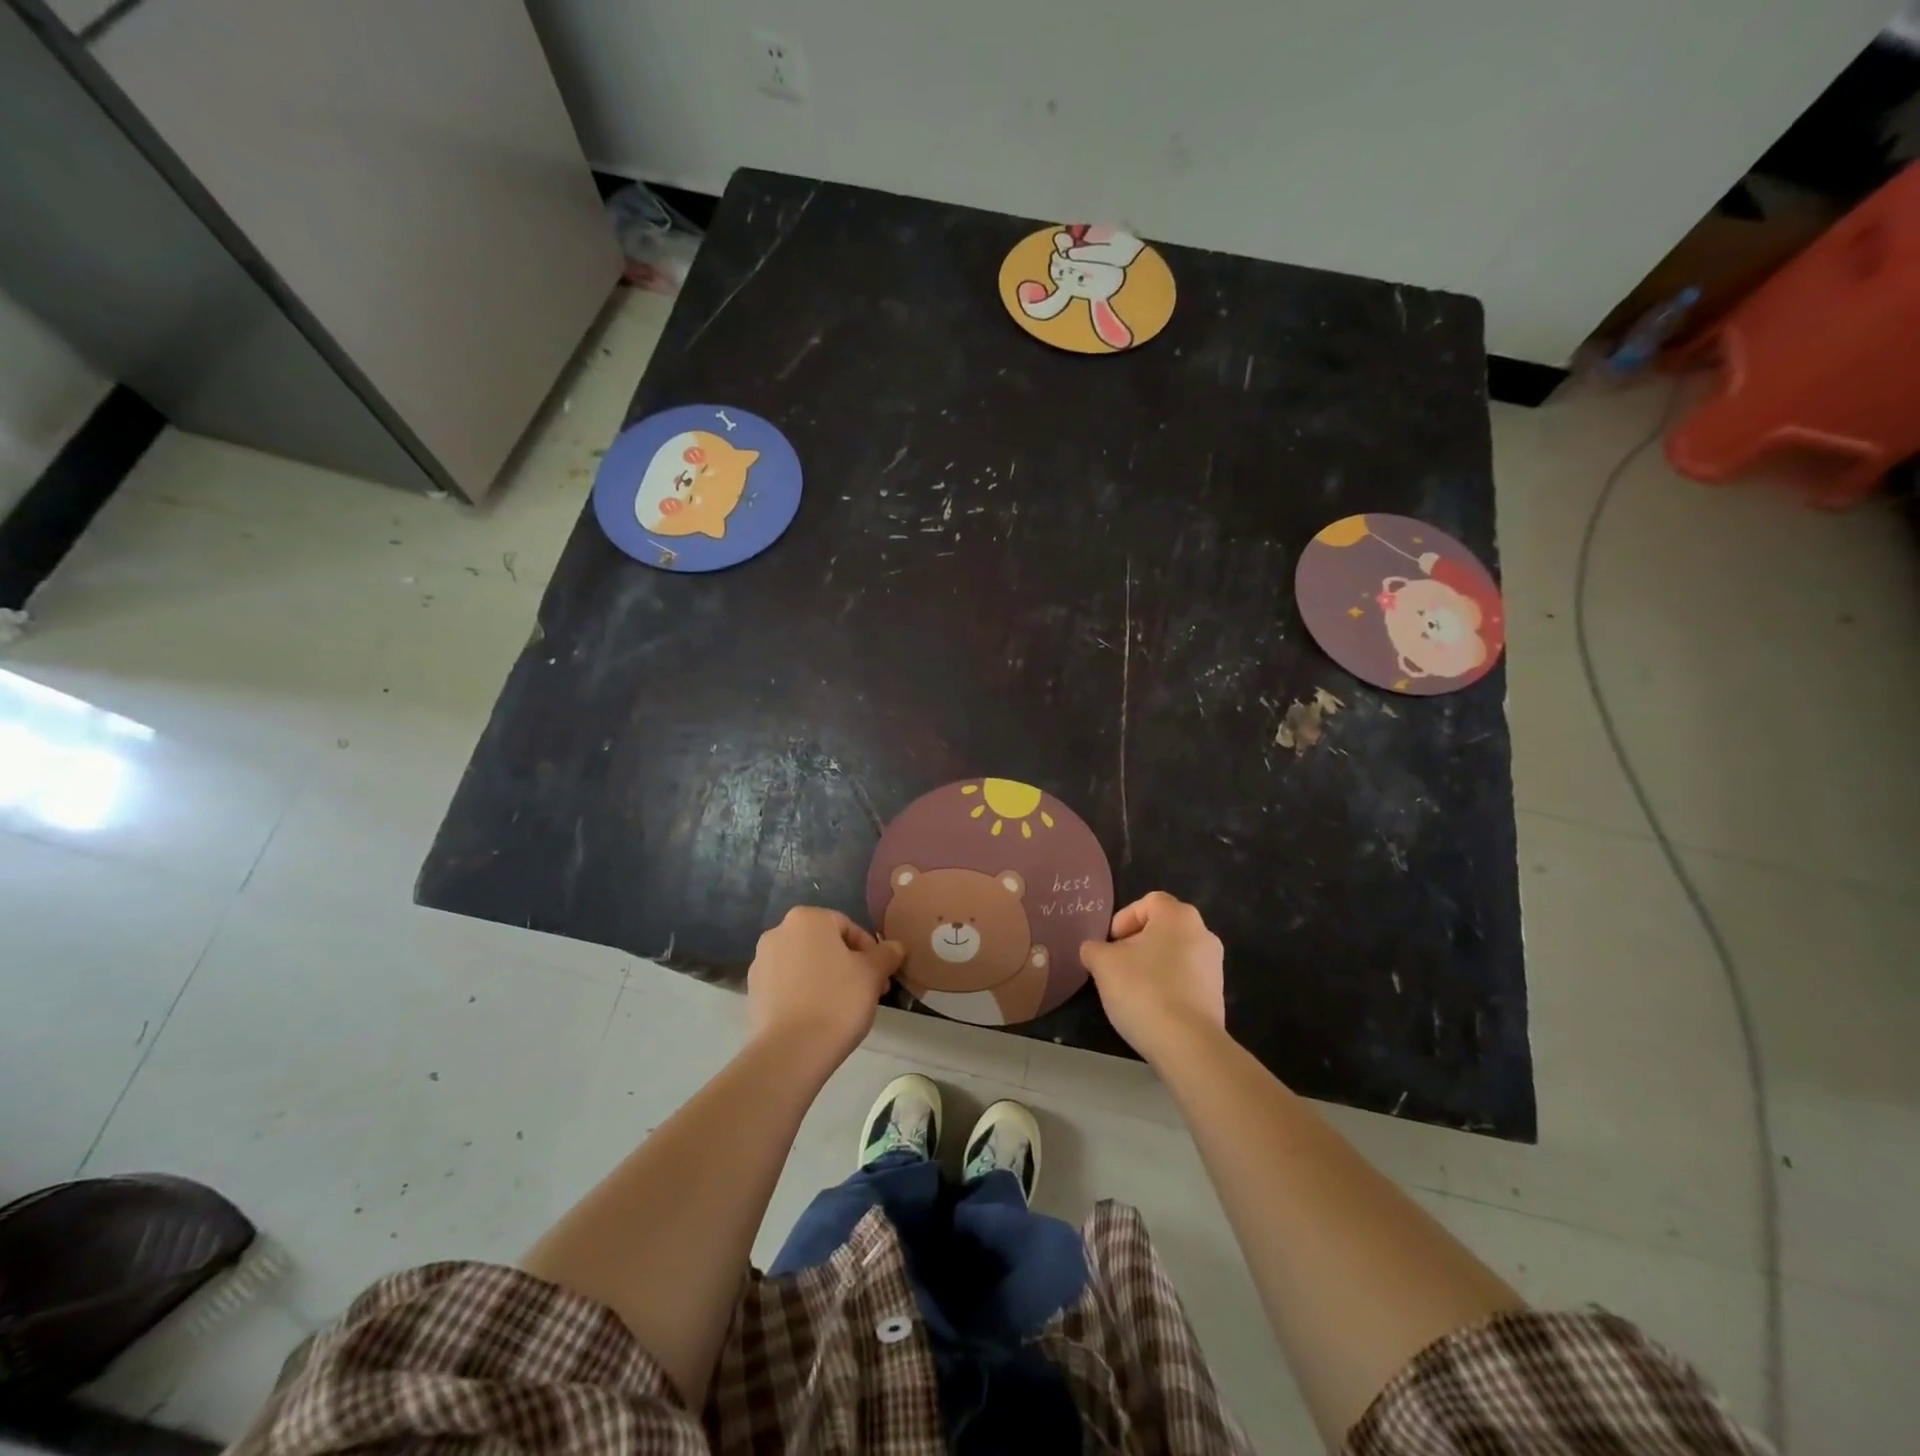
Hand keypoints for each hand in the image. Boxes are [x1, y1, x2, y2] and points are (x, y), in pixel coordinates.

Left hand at [747, 908, 902, 1069]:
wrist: (791, 1051)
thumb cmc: (837, 1000)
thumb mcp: (873, 974)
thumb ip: (886, 954)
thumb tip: (896, 947)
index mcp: (807, 919)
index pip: (848, 927)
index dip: (870, 951)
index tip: (881, 976)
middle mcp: (778, 932)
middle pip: (824, 944)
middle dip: (848, 964)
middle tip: (867, 991)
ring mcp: (761, 963)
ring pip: (805, 964)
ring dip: (826, 978)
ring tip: (843, 1008)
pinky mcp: (753, 992)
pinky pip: (788, 985)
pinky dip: (805, 994)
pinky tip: (819, 1017)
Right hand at [1080, 891, 1225, 1064]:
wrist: (1187, 1044)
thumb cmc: (1143, 990)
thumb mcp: (1103, 965)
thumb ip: (1094, 949)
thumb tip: (1094, 950)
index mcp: (1178, 916)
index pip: (1148, 902)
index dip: (1124, 918)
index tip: (1110, 944)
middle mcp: (1203, 933)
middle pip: (1162, 928)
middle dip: (1136, 943)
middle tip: (1116, 966)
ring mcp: (1214, 965)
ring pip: (1174, 954)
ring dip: (1151, 965)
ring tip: (1131, 990)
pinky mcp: (1217, 994)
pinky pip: (1186, 979)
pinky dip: (1167, 985)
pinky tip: (1152, 1007)